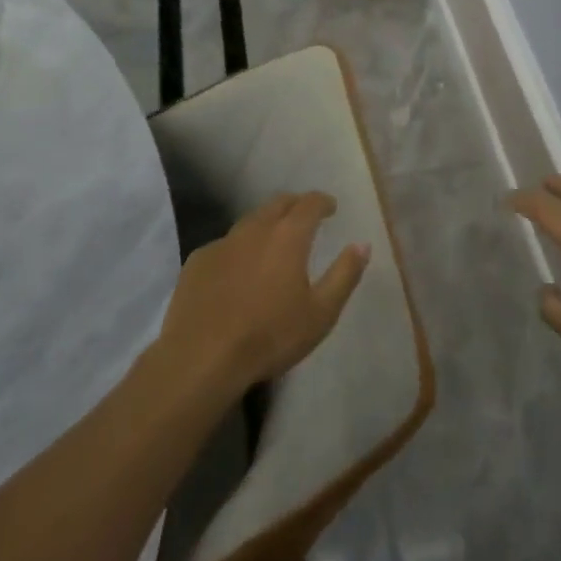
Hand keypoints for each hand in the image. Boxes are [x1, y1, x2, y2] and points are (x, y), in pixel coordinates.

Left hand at [157, 191, 369, 399]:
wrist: (200, 359)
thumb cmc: (269, 336)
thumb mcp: (320, 313)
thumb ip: (344, 274)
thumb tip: (363, 244)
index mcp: (288, 235)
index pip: (310, 203)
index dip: (323, 201)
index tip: (331, 207)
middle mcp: (256, 228)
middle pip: (278, 203)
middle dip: (295, 205)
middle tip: (305, 218)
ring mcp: (223, 242)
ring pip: (250, 221)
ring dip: (266, 224)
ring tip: (272, 242)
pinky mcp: (197, 261)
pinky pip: (224, 244)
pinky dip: (238, 248)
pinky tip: (237, 270)